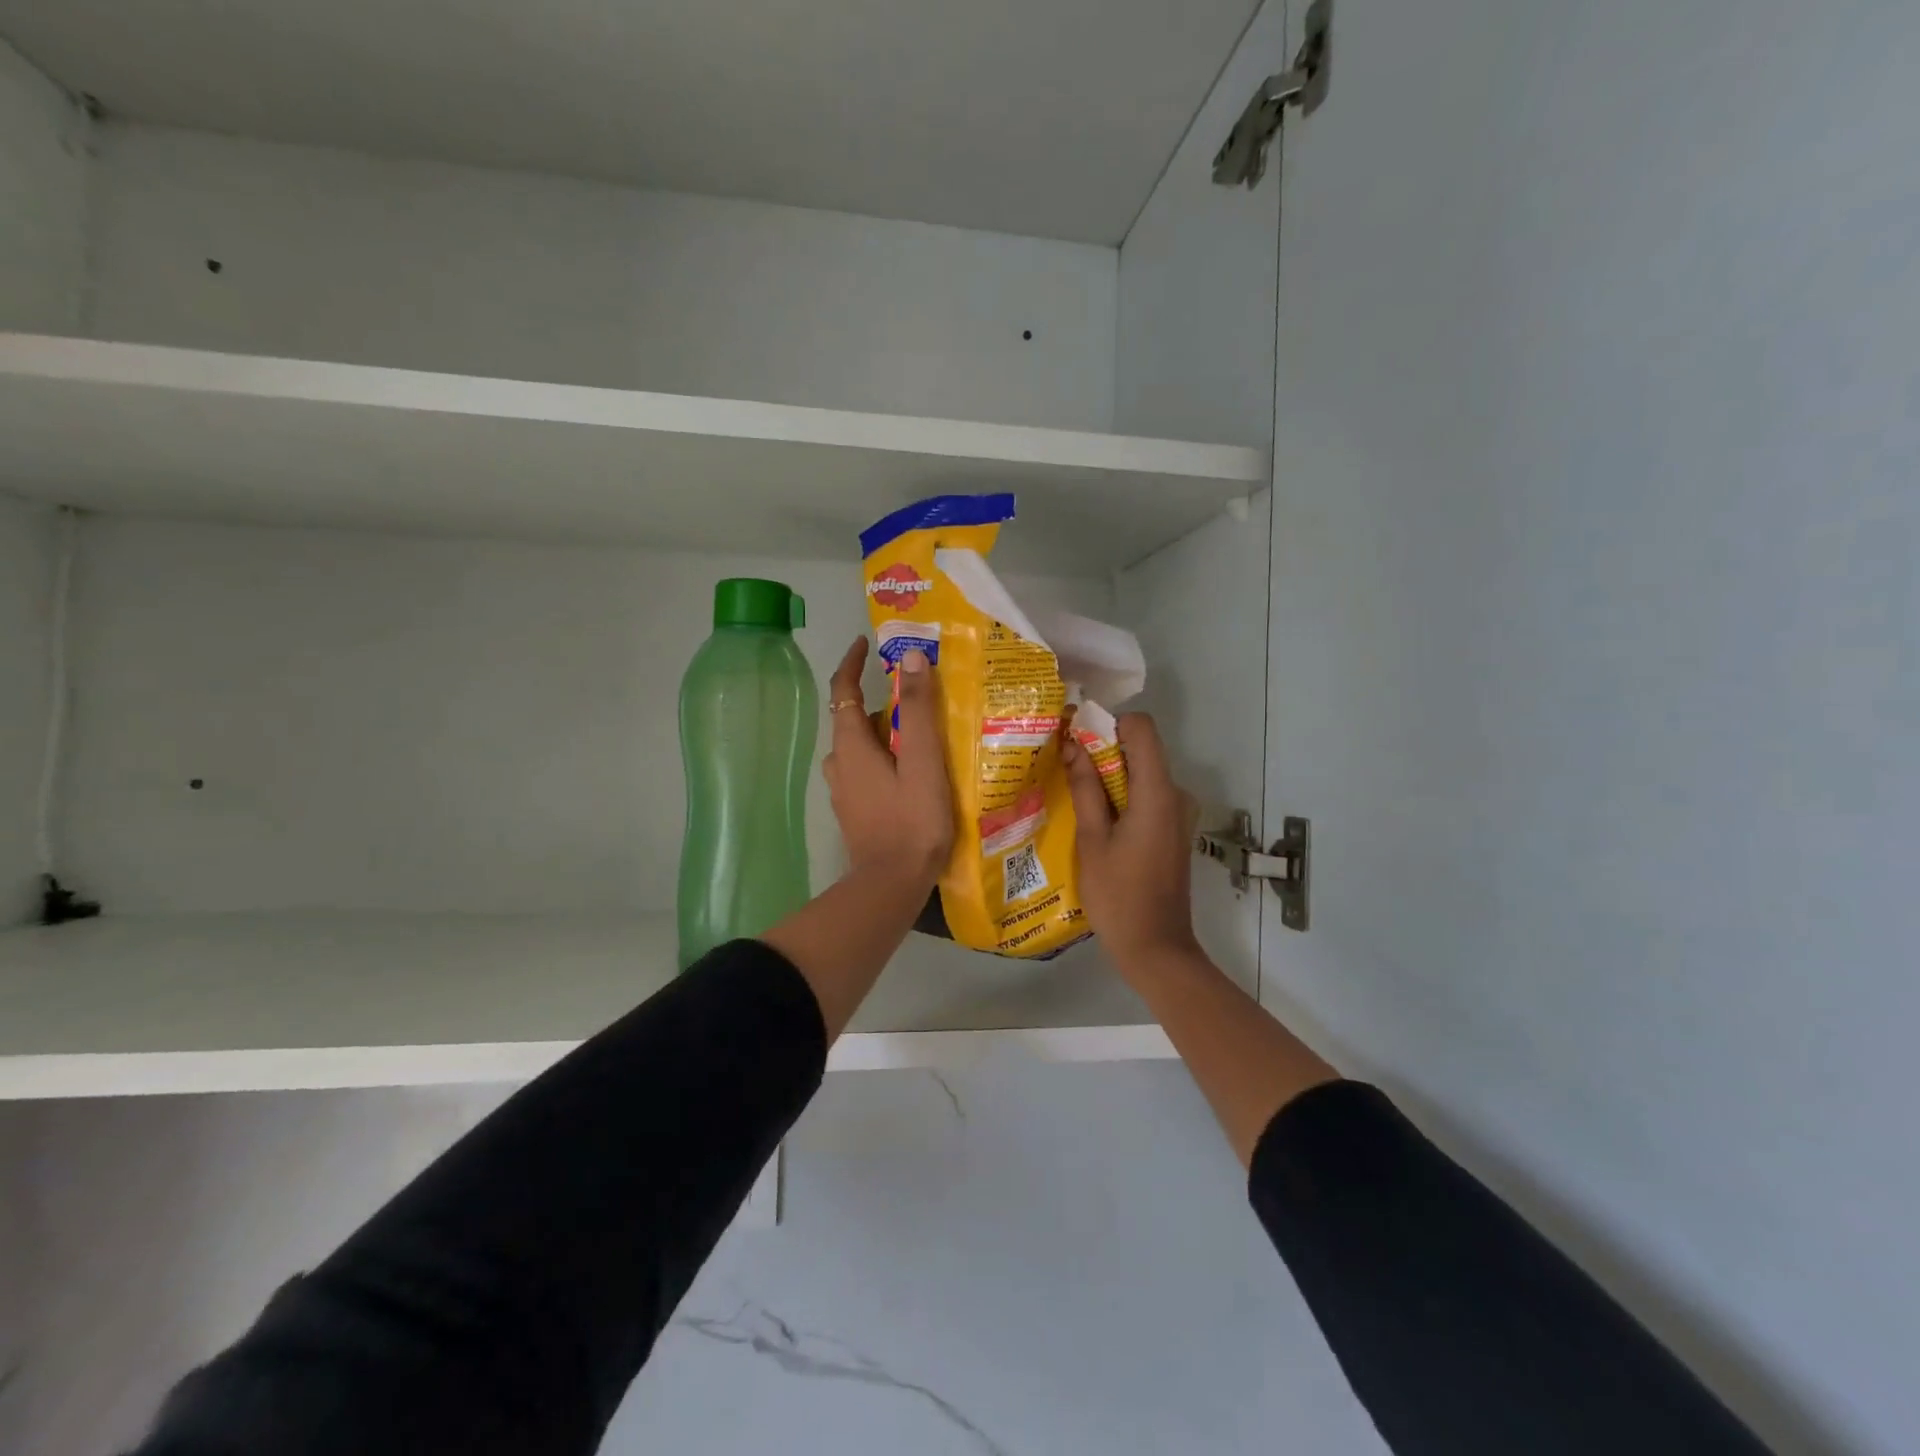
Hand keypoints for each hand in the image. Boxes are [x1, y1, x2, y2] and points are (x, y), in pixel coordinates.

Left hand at [823, 638, 953, 888]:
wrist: (891, 885)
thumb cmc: (912, 821)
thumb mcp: (922, 761)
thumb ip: (917, 710)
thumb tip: (910, 658)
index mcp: (851, 746)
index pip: (841, 690)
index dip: (851, 663)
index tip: (866, 643)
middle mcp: (839, 764)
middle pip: (855, 720)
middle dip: (883, 704)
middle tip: (921, 700)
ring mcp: (844, 791)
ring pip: (863, 748)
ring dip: (886, 735)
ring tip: (925, 737)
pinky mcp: (855, 812)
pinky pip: (867, 772)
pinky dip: (886, 760)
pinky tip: (914, 774)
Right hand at [1063, 713, 1200, 970]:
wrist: (1155, 948)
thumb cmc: (1118, 895)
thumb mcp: (1092, 839)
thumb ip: (1085, 788)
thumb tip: (1073, 746)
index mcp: (1158, 792)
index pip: (1141, 728)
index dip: (1109, 725)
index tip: (1077, 741)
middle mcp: (1176, 795)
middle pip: (1140, 750)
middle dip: (1103, 752)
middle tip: (1065, 769)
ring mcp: (1179, 813)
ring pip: (1141, 774)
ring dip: (1109, 777)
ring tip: (1074, 797)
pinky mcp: (1174, 829)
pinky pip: (1146, 796)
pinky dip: (1122, 797)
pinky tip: (1095, 821)